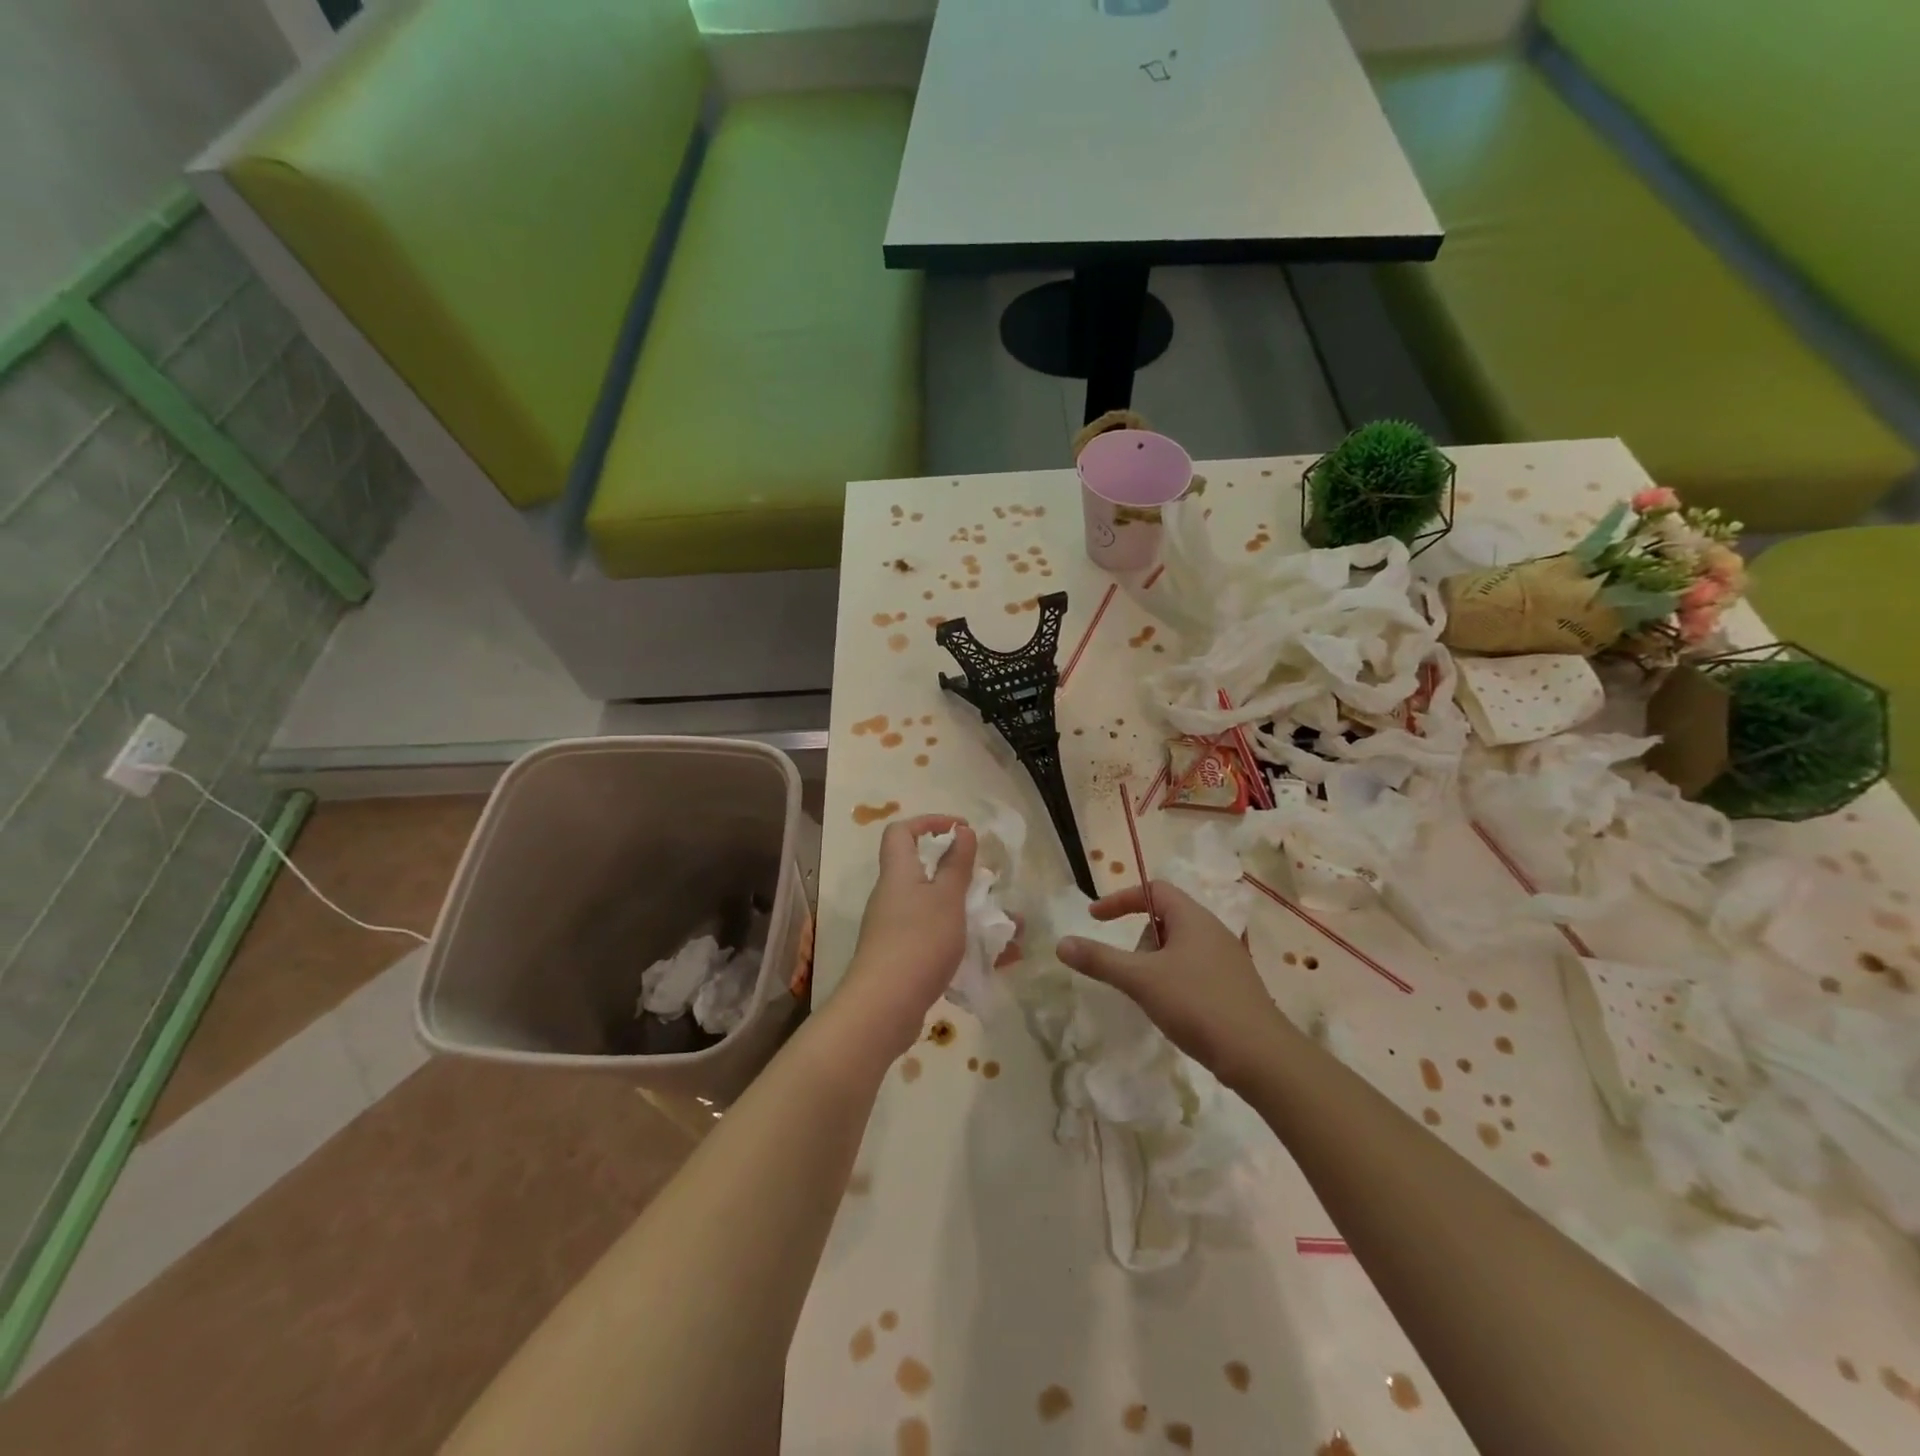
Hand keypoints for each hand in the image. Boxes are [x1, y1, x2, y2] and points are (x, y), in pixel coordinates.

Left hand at [835, 815, 974, 1058]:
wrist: (884, 1006)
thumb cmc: (919, 941)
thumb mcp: (946, 898)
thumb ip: (956, 864)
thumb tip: (961, 830)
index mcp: (899, 873)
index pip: (901, 832)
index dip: (929, 822)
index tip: (961, 829)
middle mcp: (892, 896)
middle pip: (922, 872)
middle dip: (960, 874)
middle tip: (989, 883)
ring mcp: (894, 929)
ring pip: (936, 909)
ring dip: (970, 913)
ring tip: (1010, 928)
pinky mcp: (902, 958)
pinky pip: (937, 939)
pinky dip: (964, 942)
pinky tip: (998, 960)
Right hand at [1056, 882, 1289, 1087]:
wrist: (1260, 1055)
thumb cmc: (1197, 1004)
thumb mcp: (1140, 979)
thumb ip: (1100, 960)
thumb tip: (1062, 943)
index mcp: (1193, 918)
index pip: (1153, 889)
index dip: (1120, 900)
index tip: (1095, 919)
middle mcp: (1213, 931)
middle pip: (1165, 918)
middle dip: (1139, 940)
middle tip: (1128, 969)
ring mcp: (1227, 960)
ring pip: (1179, 947)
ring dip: (1155, 963)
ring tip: (1149, 994)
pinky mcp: (1234, 987)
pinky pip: (1194, 969)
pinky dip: (1173, 980)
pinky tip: (1173, 1010)